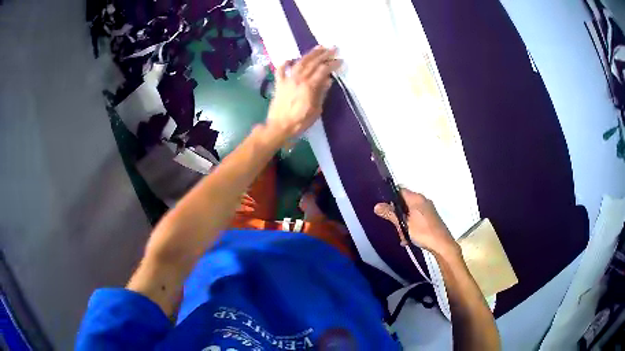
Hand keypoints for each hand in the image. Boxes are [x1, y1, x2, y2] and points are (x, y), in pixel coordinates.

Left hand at [266, 46, 340, 139]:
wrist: (279, 127)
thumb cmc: (300, 121)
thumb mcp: (316, 110)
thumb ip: (322, 93)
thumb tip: (328, 80)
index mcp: (309, 86)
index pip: (323, 70)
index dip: (332, 64)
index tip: (340, 60)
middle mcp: (298, 79)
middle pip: (312, 63)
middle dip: (324, 54)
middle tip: (333, 48)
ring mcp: (287, 80)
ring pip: (299, 63)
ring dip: (310, 54)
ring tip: (319, 47)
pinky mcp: (279, 83)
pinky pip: (280, 70)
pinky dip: (285, 63)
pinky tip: (291, 58)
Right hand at [374, 189, 460, 257]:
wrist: (442, 244)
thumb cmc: (423, 232)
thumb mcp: (404, 224)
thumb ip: (391, 214)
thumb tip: (376, 206)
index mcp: (417, 198)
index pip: (400, 190)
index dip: (391, 197)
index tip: (384, 207)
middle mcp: (423, 200)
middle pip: (404, 203)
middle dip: (397, 215)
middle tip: (395, 227)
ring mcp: (428, 209)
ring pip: (410, 213)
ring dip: (404, 224)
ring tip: (402, 236)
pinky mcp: (431, 218)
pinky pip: (416, 219)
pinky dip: (411, 226)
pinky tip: (408, 238)